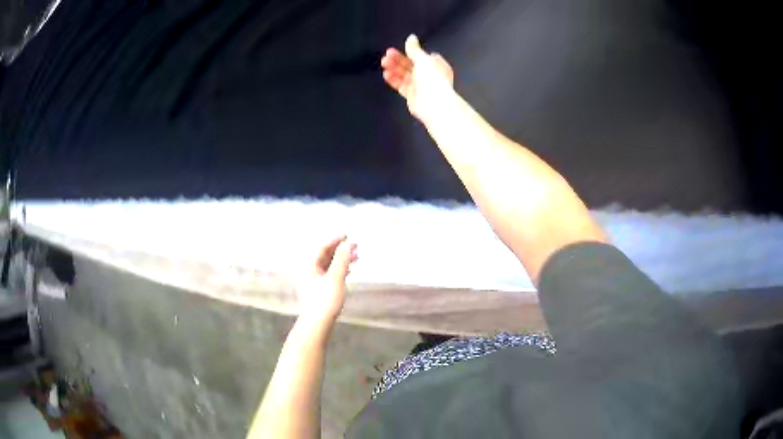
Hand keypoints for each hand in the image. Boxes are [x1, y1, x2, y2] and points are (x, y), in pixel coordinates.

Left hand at [296, 236, 357, 327]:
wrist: (317, 324)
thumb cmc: (324, 301)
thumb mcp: (335, 278)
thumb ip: (341, 259)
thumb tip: (347, 244)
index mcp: (309, 266)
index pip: (322, 248)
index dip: (336, 241)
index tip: (348, 236)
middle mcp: (309, 271)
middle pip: (326, 256)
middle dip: (341, 250)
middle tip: (356, 246)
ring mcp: (313, 281)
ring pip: (329, 265)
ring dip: (342, 260)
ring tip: (357, 257)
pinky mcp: (318, 290)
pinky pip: (330, 274)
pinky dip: (340, 270)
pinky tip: (349, 271)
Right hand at [380, 34, 453, 121]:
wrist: (434, 103)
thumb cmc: (433, 79)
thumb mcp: (423, 59)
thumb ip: (414, 48)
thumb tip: (411, 37)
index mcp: (436, 65)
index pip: (422, 56)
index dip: (411, 52)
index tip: (400, 48)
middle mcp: (429, 75)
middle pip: (411, 65)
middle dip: (399, 59)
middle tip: (387, 55)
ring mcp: (420, 86)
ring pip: (405, 75)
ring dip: (394, 68)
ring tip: (384, 63)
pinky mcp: (412, 95)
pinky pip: (401, 86)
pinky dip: (394, 80)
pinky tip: (386, 74)